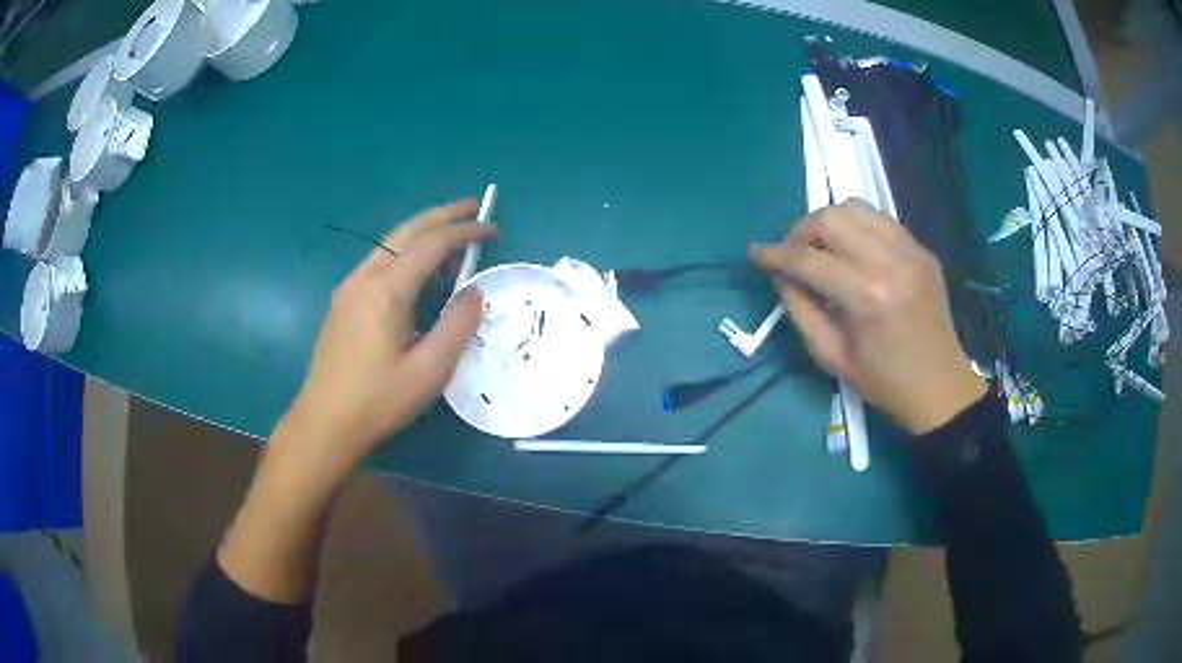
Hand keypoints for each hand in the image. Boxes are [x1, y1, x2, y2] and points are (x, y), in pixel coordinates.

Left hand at [277, 199, 498, 474]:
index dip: (464, 231)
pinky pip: (378, 262)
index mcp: (386, 291)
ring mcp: (348, 288)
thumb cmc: (379, 400)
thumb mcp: (430, 371)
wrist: (325, 422)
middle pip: (406, 231)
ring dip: (422, 232)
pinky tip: (417, 270)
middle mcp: (364, 278)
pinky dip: (404, 252)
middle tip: (473, 206)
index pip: (431, 244)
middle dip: (442, 215)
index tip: (492, 229)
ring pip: (389, 243)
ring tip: (452, 235)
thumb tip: (475, 292)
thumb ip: (457, 326)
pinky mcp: (342, 302)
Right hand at [750, 200, 985, 434]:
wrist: (939, 385)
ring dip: (829, 222)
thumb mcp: (830, 354)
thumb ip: (799, 307)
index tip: (756, 252)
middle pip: (831, 218)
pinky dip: (857, 227)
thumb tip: (780, 273)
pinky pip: (880, 220)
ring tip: (822, 247)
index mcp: (866, 296)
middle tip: (793, 254)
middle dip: (801, 231)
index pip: (808, 259)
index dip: (775, 254)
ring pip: (856, 207)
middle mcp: (890, 261)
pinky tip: (853, 251)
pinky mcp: (922, 249)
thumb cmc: (882, 381)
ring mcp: (911, 250)